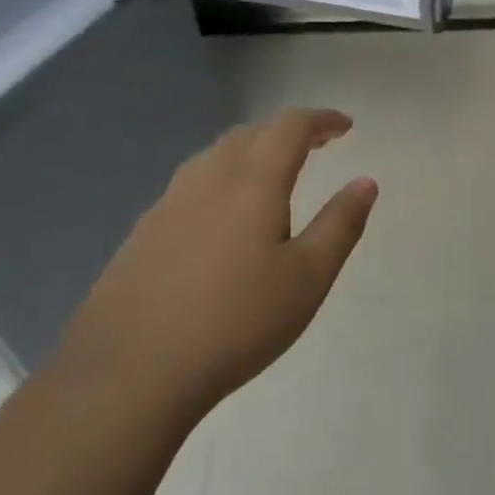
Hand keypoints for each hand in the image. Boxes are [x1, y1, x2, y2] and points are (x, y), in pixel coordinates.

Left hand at [55, 108, 377, 422]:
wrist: (128, 374)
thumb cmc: (235, 323)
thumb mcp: (307, 278)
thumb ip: (340, 225)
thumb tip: (365, 183)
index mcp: (253, 181)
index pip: (291, 126)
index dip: (321, 120)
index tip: (345, 126)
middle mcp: (208, 179)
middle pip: (251, 133)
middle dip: (287, 132)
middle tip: (316, 146)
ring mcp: (167, 204)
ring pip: (215, 156)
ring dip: (251, 151)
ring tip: (271, 173)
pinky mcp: (142, 233)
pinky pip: (190, 185)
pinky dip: (220, 179)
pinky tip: (220, 216)